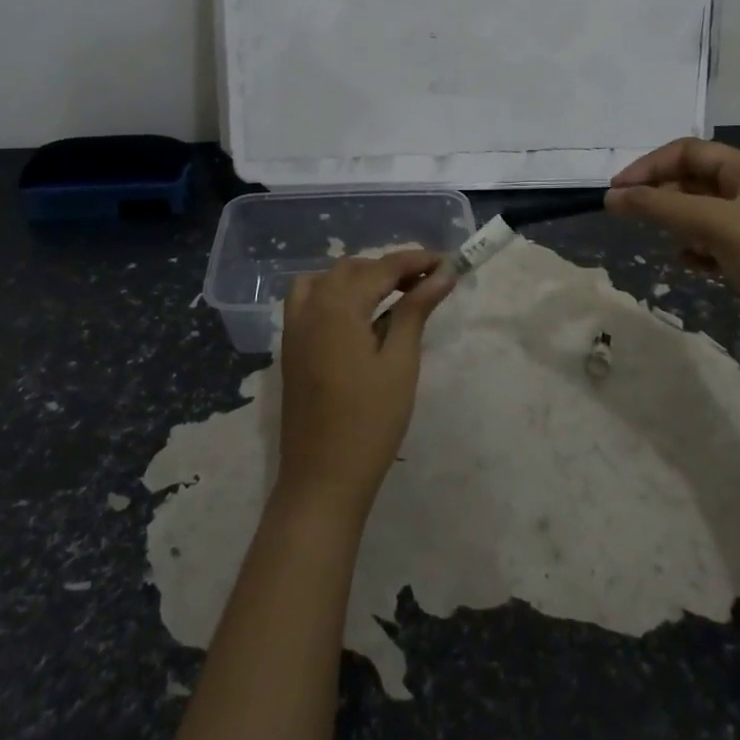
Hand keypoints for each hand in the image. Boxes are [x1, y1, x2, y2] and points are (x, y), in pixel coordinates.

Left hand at [275, 250, 454, 523]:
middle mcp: (311, 307)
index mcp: (338, 308)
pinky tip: (358, 314)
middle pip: (353, 268)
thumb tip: (442, 274)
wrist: (323, 478)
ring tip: (393, 294)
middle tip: (428, 282)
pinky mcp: (291, 346)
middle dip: (391, 268)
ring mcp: (295, 327)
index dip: (416, 260)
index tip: (448, 262)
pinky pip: (309, 299)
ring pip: (327, 279)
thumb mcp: (400, 363)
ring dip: (360, 277)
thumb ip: (415, 311)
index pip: (382, 268)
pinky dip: (334, 292)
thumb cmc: (370, 423)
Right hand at [605, 138, 739, 343]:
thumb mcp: (714, 224)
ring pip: (698, 212)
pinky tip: (690, 264)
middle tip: (628, 215)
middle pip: (691, 180)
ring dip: (675, 222)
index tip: (617, 191)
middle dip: (659, 194)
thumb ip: (660, 207)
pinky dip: (694, 249)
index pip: (686, 152)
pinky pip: (710, 242)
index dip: (649, 166)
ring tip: (662, 239)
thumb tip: (610, 197)